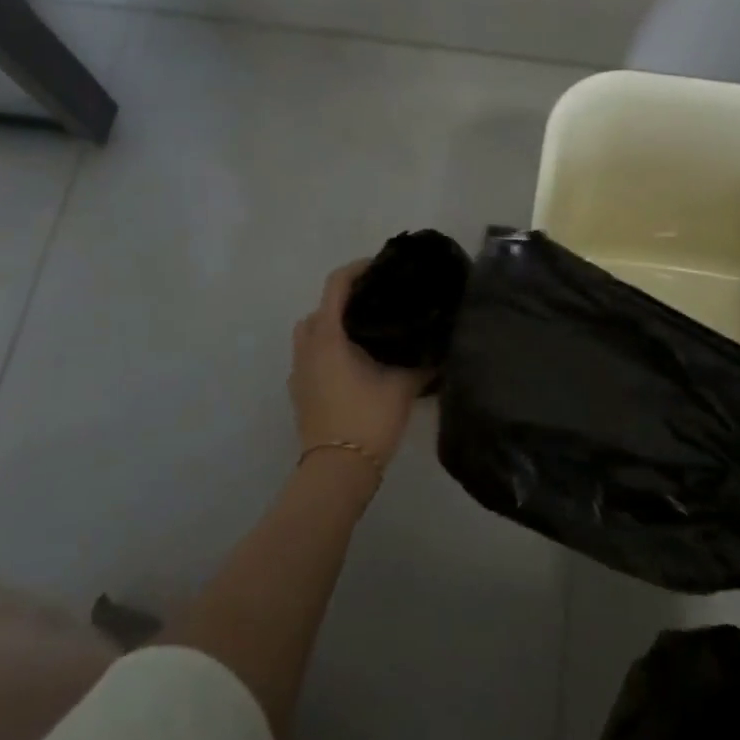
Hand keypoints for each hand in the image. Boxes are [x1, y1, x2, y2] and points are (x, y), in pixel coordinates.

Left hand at [289, 260, 426, 469]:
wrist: (337, 473)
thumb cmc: (368, 419)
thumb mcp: (403, 385)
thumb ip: (422, 359)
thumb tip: (440, 342)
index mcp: (328, 337)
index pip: (336, 285)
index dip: (357, 269)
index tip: (382, 266)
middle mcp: (307, 349)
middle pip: (320, 308)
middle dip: (344, 299)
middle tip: (377, 302)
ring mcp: (299, 373)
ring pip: (312, 334)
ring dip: (334, 326)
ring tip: (368, 334)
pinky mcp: (300, 393)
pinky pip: (311, 357)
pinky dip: (329, 350)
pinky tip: (357, 365)